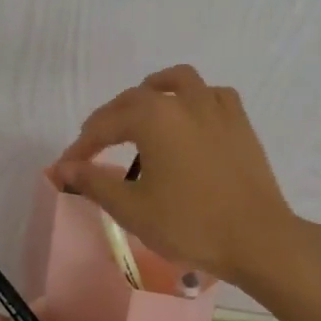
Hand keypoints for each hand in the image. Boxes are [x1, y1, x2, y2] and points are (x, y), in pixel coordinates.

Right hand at [48, 64, 304, 291]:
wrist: (258, 239)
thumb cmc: (190, 224)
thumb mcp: (132, 208)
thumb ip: (94, 182)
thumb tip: (63, 168)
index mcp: (152, 117)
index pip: (104, 125)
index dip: (81, 146)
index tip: (67, 166)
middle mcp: (182, 100)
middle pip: (135, 98)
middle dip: (110, 119)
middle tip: (95, 146)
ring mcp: (216, 107)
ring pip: (177, 81)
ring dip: (153, 91)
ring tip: (141, 111)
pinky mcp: (240, 122)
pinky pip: (212, 95)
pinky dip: (194, 98)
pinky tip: (190, 118)